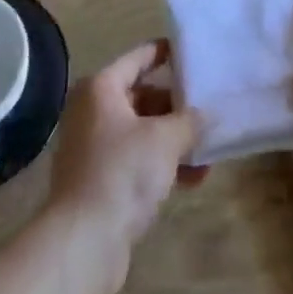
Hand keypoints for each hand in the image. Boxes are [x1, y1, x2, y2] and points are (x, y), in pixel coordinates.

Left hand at [46, 41, 202, 293]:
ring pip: (142, 132)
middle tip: (209, 111)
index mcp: (100, 88)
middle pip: (142, 96)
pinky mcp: (99, 180)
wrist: (83, 241)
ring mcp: (93, 147)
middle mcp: (92, 111)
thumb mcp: (165, 140)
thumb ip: (190, 121)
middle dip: (177, 107)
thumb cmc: (122, 172)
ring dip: (174, 141)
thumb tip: (207, 114)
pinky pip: (136, 160)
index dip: (165, 52)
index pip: (138, 58)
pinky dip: (162, 164)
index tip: (192, 52)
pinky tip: (193, 180)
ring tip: (208, 154)